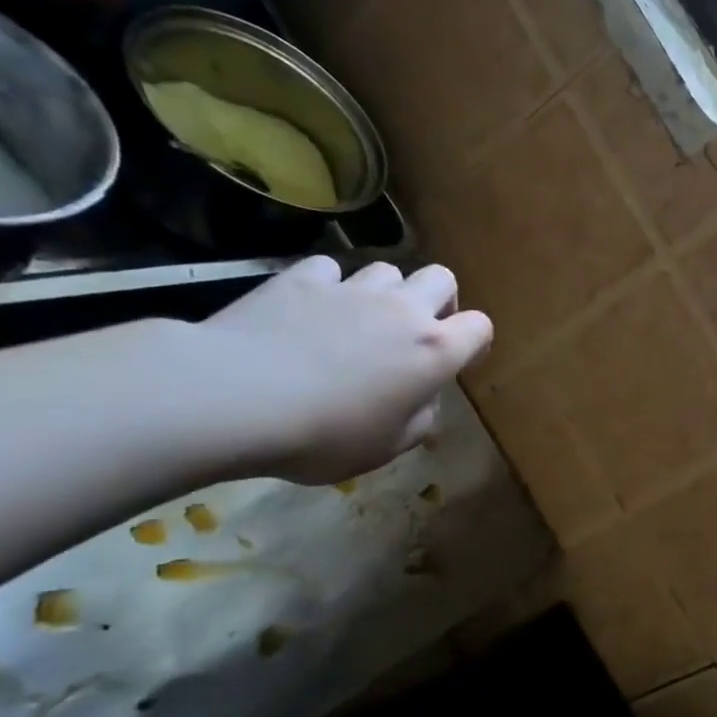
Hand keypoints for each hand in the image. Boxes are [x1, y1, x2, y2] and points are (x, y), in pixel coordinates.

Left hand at [197, 257, 492, 484]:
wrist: (236, 399)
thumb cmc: (324, 435)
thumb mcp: (387, 447)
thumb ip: (419, 418)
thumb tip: (422, 398)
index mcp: (434, 352)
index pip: (480, 327)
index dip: (474, 342)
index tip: (456, 361)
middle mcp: (403, 310)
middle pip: (442, 278)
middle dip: (437, 300)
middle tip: (415, 330)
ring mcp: (352, 289)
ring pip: (387, 269)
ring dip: (383, 292)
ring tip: (357, 320)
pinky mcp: (302, 278)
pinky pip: (329, 269)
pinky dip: (327, 286)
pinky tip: (309, 310)